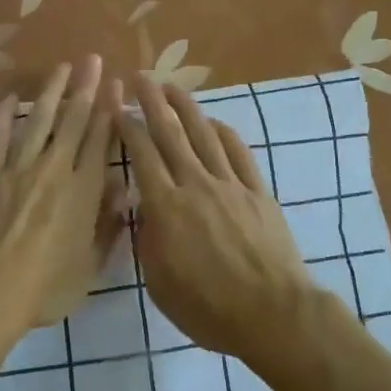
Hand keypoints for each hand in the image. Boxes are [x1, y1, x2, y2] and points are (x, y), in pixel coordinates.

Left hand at [0, 56, 122, 332]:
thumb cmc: (45, 287)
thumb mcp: (90, 266)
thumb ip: (108, 226)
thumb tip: (124, 191)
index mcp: (83, 192)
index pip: (101, 141)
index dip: (110, 111)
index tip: (117, 86)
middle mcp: (54, 170)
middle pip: (73, 121)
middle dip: (86, 88)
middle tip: (93, 60)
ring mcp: (18, 168)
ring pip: (38, 121)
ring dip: (51, 92)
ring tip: (61, 67)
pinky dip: (2, 117)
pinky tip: (7, 98)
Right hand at [109, 72, 321, 362]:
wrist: (273, 313)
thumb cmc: (208, 308)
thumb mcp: (159, 283)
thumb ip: (146, 240)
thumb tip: (143, 209)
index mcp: (166, 207)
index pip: (142, 155)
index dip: (128, 126)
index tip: (117, 105)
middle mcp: (196, 184)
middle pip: (171, 134)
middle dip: (153, 102)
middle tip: (141, 77)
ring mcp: (230, 184)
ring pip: (204, 135)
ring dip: (186, 107)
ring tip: (172, 87)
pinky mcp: (257, 191)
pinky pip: (238, 152)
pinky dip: (223, 132)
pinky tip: (214, 122)